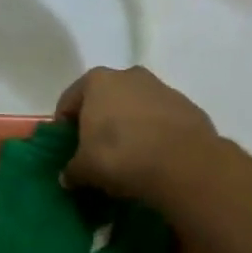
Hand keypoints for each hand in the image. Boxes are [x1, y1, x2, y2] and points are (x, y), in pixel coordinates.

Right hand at [54, 67, 218, 206]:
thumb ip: (71, 170)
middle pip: (104, 100)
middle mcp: (128, 75)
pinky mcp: (187, 105)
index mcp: (96, 81)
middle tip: (95, 153)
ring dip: (127, 127)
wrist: (184, 164)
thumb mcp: (85, 169)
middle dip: (98, 123)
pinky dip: (152, 133)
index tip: (67, 150)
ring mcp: (161, 88)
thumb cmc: (121, 156)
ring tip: (127, 157)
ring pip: (134, 108)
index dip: (64, 128)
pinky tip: (152, 158)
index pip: (68, 102)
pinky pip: (160, 120)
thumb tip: (67, 177)